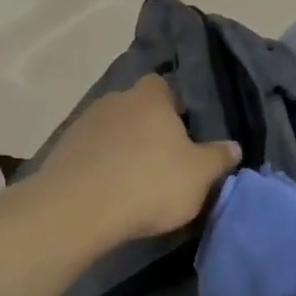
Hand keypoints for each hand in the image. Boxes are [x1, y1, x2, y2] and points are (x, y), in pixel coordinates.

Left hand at [37, 75, 240, 241]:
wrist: (79, 209)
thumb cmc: (150, 183)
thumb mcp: (199, 176)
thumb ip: (218, 158)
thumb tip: (233, 147)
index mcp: (150, 99)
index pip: (163, 86)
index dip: (175, 105)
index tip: (184, 130)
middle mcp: (115, 101)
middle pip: (136, 108)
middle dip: (148, 129)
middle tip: (164, 159)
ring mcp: (83, 124)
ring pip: (111, 130)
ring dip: (121, 148)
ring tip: (134, 179)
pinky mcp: (61, 151)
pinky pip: (89, 152)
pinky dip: (100, 165)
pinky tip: (108, 190)